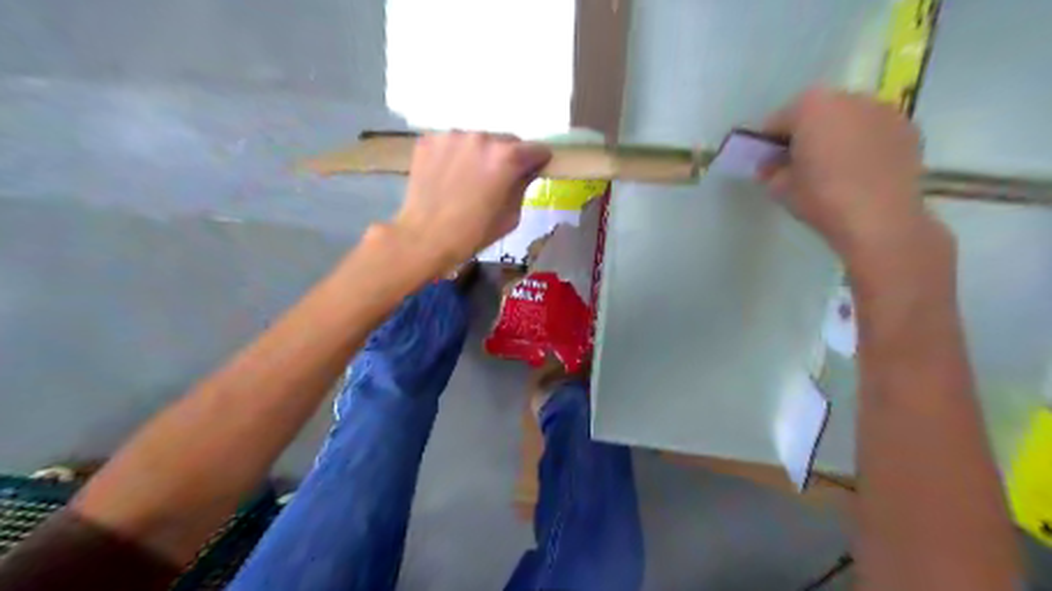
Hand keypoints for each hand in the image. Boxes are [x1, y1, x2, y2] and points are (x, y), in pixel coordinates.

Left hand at [392, 132, 550, 272]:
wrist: (425, 238)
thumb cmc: (473, 234)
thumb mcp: (511, 217)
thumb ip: (523, 186)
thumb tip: (525, 172)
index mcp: (507, 157)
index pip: (536, 149)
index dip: (538, 161)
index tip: (533, 171)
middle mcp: (482, 137)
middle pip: (506, 141)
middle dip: (507, 157)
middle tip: (498, 178)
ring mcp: (452, 135)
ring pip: (477, 140)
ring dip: (479, 154)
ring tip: (469, 178)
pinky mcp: (429, 139)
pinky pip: (452, 143)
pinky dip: (455, 155)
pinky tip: (448, 176)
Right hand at [762, 84, 940, 263]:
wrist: (879, 219)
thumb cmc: (821, 197)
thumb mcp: (780, 188)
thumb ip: (772, 171)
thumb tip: (772, 167)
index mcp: (811, 106)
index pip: (778, 120)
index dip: (768, 143)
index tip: (765, 163)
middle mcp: (849, 98)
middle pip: (816, 113)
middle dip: (804, 134)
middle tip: (796, 164)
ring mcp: (883, 110)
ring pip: (848, 119)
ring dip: (835, 136)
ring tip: (829, 168)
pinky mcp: (908, 129)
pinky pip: (873, 131)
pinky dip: (862, 144)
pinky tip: (857, 171)